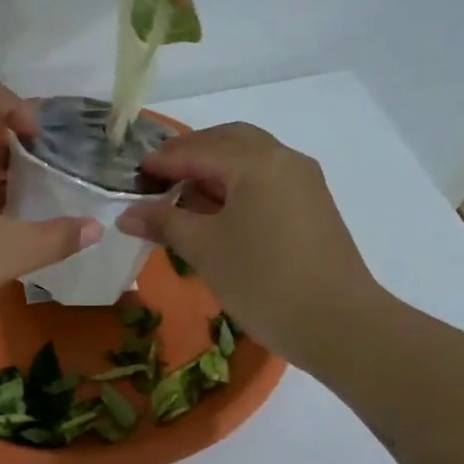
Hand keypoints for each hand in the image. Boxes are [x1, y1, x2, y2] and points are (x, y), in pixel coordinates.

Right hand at [117, 123, 389, 358]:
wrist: (337, 323)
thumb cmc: (262, 280)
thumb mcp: (204, 249)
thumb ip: (164, 223)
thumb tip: (126, 215)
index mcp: (256, 162)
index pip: (198, 150)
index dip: (162, 162)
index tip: (133, 175)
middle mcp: (284, 159)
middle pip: (229, 140)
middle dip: (191, 153)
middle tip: (159, 176)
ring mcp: (304, 181)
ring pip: (251, 158)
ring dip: (215, 167)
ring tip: (184, 196)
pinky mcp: (313, 205)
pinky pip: (267, 178)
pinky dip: (237, 183)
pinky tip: (218, 212)